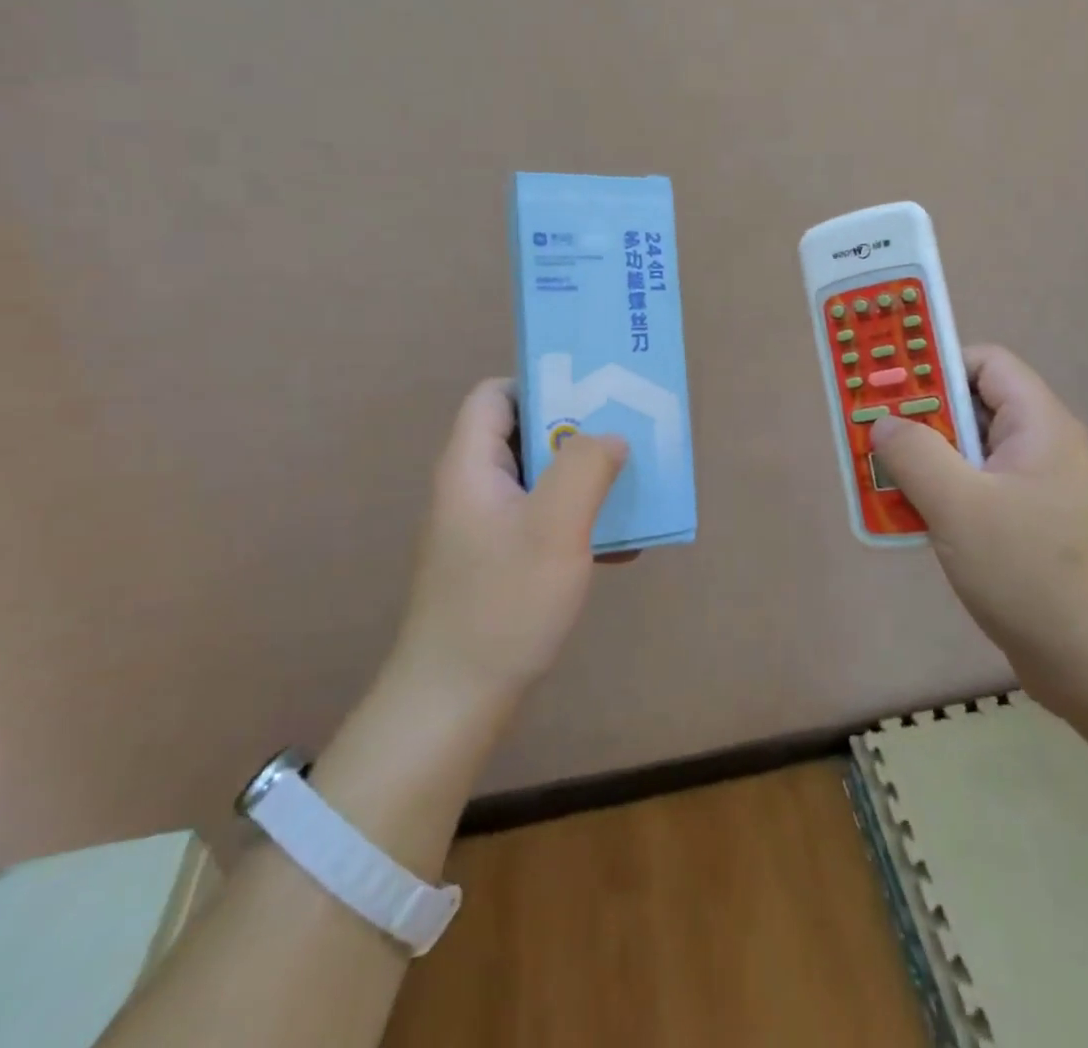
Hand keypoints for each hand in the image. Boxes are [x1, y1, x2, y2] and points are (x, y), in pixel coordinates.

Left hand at [388, 379, 629, 711]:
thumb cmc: (503, 603)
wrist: (455, 701)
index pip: (495, 395)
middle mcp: (472, 487)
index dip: (541, 385)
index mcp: (471, 465)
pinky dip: (577, 523)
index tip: (592, 398)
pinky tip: (619, 548)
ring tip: (632, 490)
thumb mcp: (555, 527)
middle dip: (578, 435)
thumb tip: (610, 435)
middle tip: (626, 440)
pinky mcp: (497, 560)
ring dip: (584, 482)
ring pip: (539, 480)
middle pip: (524, 434)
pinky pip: (542, 521)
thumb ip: (585, 467)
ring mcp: (483, 527)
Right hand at [868, 345, 1087, 716]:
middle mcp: (1040, 449)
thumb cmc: (1032, 572)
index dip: (935, 365)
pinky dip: (938, 498)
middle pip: (970, 409)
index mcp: (1037, 425)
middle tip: (868, 435)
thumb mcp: (960, 506)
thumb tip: (884, 423)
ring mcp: (1035, 491)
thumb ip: (914, 454)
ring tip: (878, 481)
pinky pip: (973, 494)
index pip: (984, 363)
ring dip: (922, 464)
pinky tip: (908, 521)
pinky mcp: (1026, 529)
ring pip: (966, 456)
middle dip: (916, 420)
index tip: (887, 388)